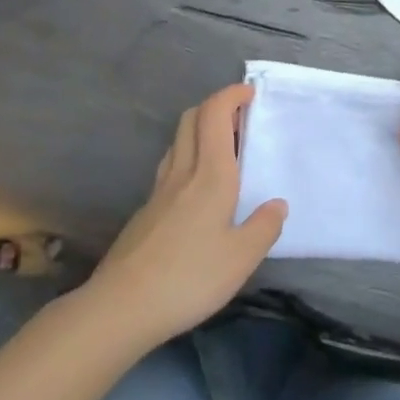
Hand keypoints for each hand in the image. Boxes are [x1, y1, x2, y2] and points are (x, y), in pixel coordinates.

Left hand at [89, 84, 286, 346]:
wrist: (121, 306)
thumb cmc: (189, 277)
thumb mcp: (241, 259)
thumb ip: (263, 228)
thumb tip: (277, 205)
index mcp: (210, 174)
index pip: (215, 114)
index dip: (231, 95)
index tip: (250, 93)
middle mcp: (183, 172)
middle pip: (191, 119)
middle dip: (215, 106)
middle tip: (239, 118)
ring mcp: (159, 191)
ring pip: (178, 141)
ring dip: (199, 130)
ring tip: (222, 148)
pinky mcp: (145, 212)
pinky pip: (170, 167)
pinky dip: (187, 158)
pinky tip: (196, 188)